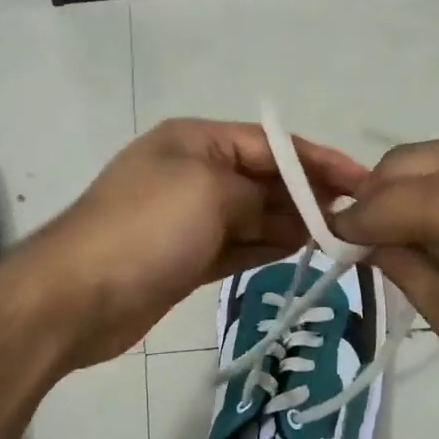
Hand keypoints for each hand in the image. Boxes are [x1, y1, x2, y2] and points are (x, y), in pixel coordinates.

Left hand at [21, 119, 369, 367]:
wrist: (76, 297)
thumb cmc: (146, 228)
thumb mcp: (208, 191)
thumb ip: (258, 192)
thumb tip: (287, 208)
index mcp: (194, 141)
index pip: (268, 142)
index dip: (317, 159)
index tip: (361, 180)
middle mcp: (191, 172)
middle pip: (262, 177)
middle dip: (306, 193)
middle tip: (356, 216)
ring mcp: (187, 218)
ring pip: (253, 214)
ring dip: (291, 222)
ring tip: (338, 236)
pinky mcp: (185, 258)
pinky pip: (237, 244)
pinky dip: (266, 245)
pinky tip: (300, 250)